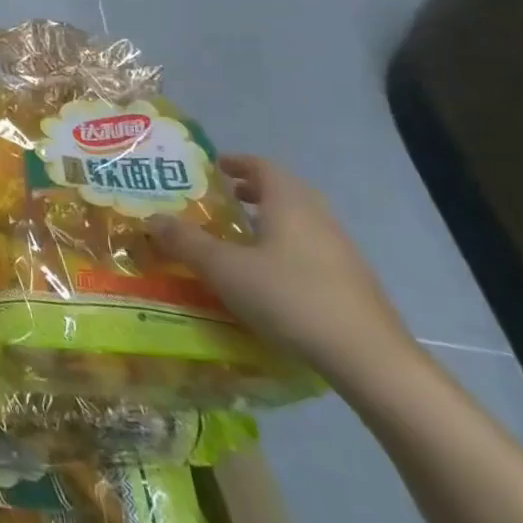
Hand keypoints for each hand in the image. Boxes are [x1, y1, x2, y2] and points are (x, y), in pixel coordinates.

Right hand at [146, 154, 420, 385]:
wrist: (371, 360)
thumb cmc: (290, 298)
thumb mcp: (224, 269)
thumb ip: (186, 242)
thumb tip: (151, 218)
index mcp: (290, 203)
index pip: (261, 165)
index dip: (235, 162)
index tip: (211, 168)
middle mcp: (319, 217)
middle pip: (284, 190)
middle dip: (252, 191)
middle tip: (221, 201)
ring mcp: (342, 250)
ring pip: (300, 221)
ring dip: (270, 221)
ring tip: (240, 240)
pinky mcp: (353, 283)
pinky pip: (312, 249)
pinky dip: (287, 248)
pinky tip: (271, 278)